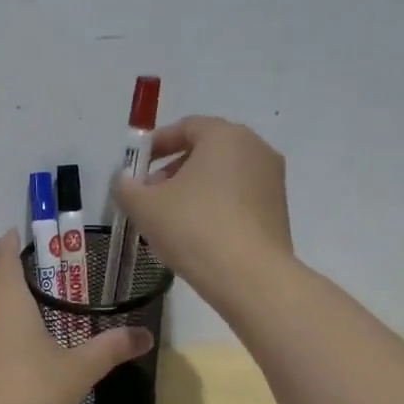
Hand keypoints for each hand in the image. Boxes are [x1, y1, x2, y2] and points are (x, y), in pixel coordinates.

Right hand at [111, 116, 293, 310]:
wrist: (250, 277)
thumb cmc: (194, 228)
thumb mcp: (145, 207)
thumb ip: (126, 187)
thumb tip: (125, 180)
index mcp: (225, 136)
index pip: (186, 127)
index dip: (156, 144)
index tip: (137, 166)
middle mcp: (255, 149)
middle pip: (206, 150)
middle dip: (174, 169)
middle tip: (150, 194)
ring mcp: (272, 180)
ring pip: (223, 176)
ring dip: (194, 189)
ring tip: (171, 219)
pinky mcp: (278, 210)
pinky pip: (239, 198)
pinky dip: (216, 206)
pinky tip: (197, 234)